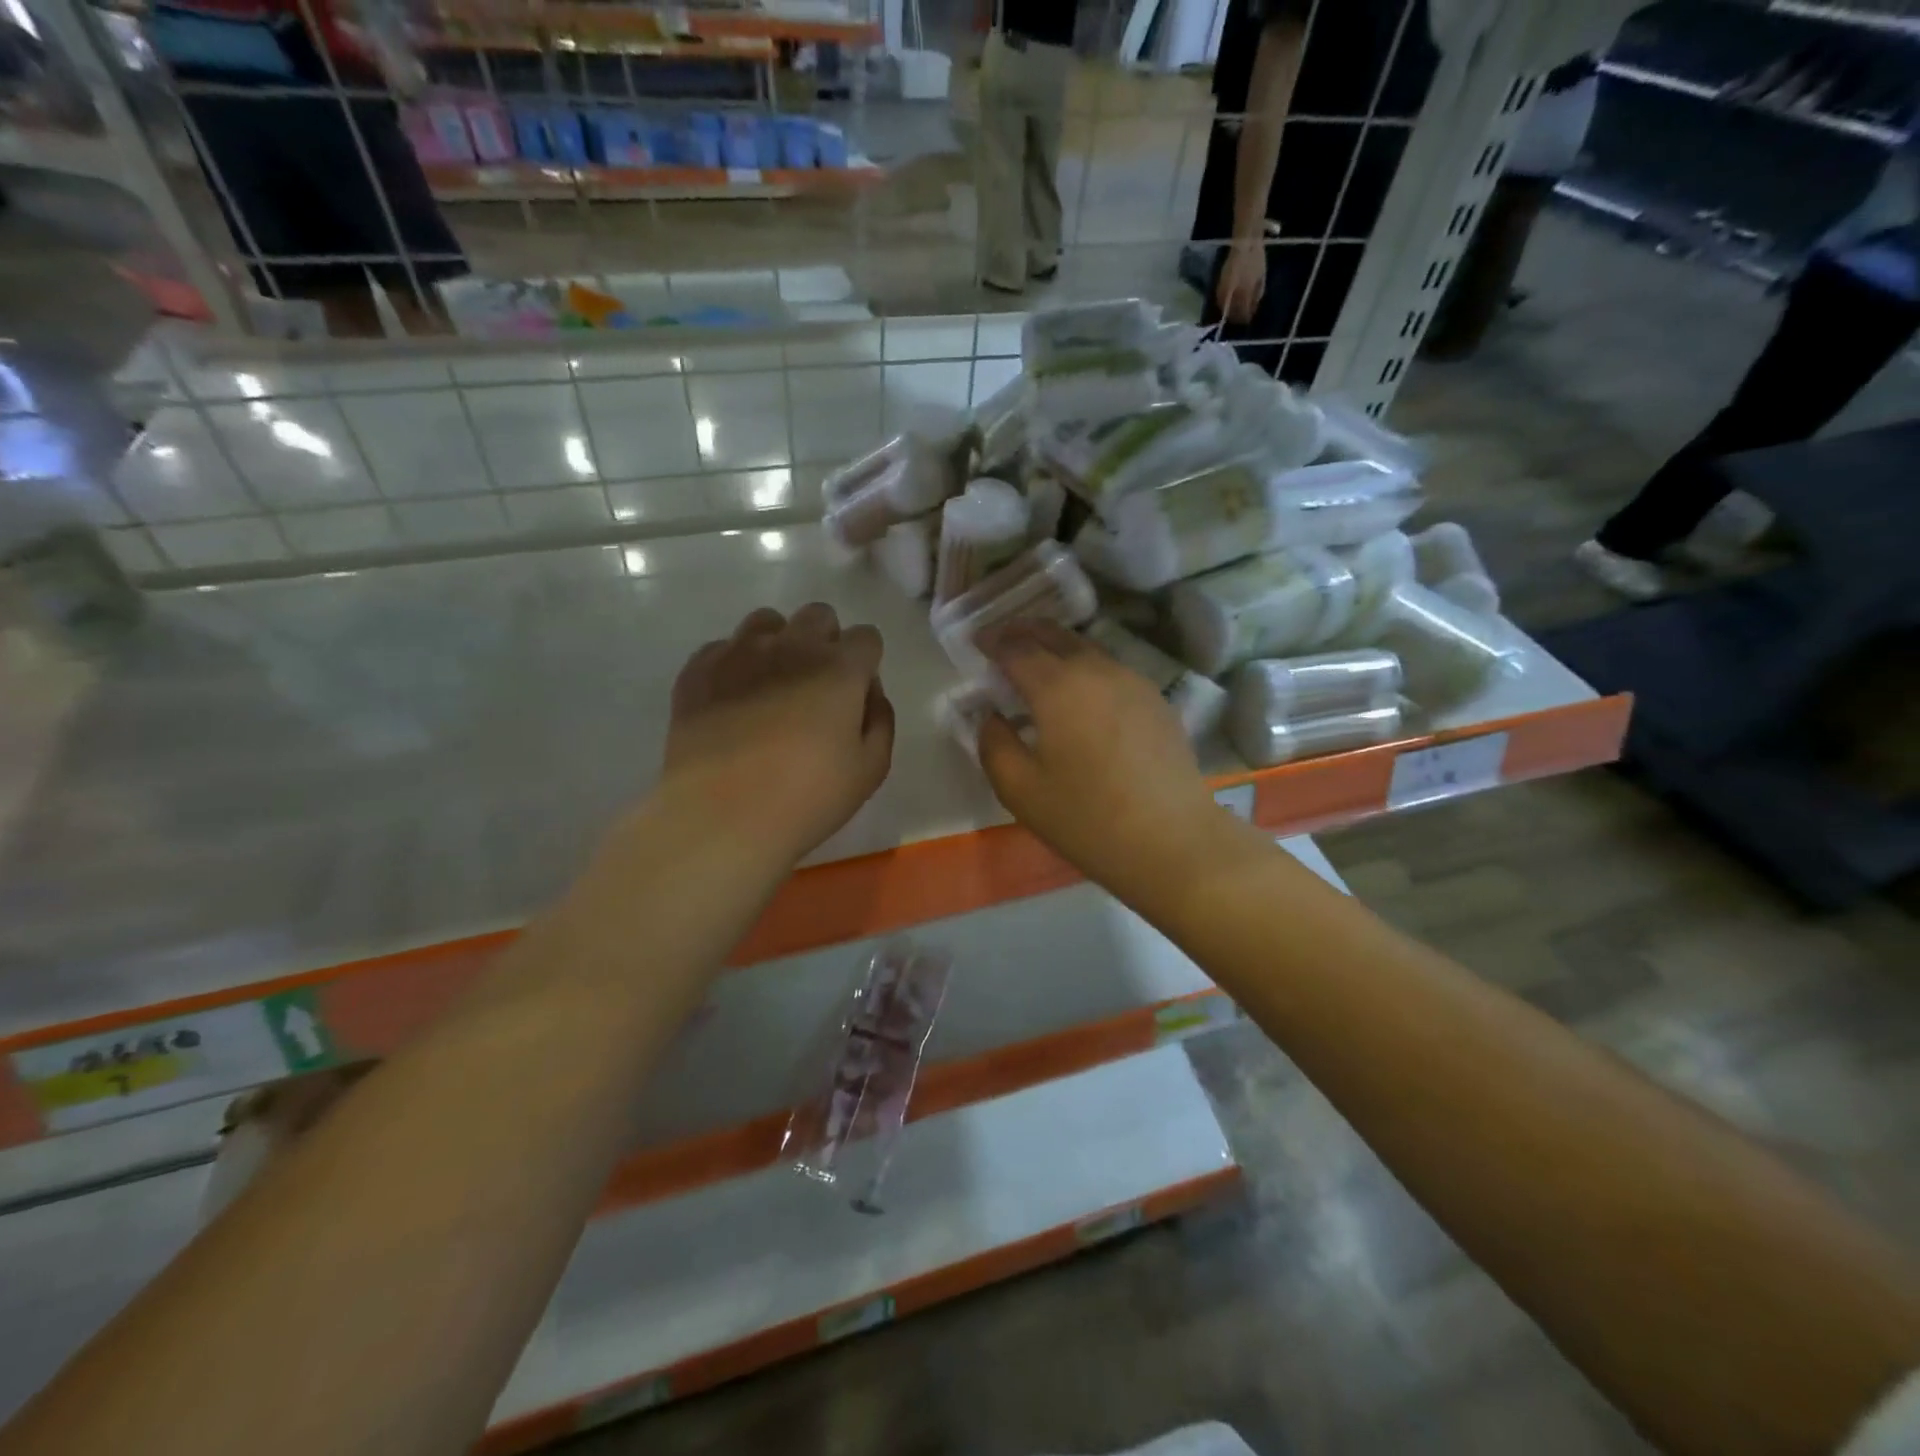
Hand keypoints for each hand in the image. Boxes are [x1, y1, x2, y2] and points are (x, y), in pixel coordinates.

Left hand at [661, 604, 894, 866]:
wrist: (722, 814)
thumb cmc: (807, 797)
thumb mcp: (871, 769)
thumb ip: (880, 719)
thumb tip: (868, 691)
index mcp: (839, 668)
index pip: (866, 637)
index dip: (866, 663)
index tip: (856, 694)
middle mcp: (792, 645)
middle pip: (818, 615)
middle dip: (826, 641)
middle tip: (817, 687)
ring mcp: (739, 652)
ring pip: (767, 621)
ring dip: (779, 642)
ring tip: (772, 685)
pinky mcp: (698, 670)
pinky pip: (723, 647)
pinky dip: (734, 664)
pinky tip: (732, 699)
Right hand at [975, 620, 1221, 895]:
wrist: (1172, 841)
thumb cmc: (1087, 818)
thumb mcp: (1020, 789)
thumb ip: (994, 743)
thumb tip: (991, 716)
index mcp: (1057, 686)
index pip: (1016, 647)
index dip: (992, 641)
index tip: (976, 642)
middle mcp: (1096, 670)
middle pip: (1055, 635)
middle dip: (1024, 632)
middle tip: (1003, 640)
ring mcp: (1132, 681)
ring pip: (1087, 649)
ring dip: (1057, 648)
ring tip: (1039, 665)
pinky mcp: (1156, 700)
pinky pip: (1111, 670)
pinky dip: (1086, 668)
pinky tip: (1081, 694)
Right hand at [1216, 239, 1266, 325]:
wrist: (1244, 244)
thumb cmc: (1256, 260)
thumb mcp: (1261, 278)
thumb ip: (1256, 295)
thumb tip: (1252, 309)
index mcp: (1245, 291)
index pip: (1243, 311)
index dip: (1245, 318)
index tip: (1247, 320)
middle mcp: (1232, 293)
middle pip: (1233, 312)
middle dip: (1237, 317)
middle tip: (1241, 319)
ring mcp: (1224, 290)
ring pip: (1224, 308)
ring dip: (1229, 312)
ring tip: (1234, 312)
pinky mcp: (1219, 285)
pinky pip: (1220, 300)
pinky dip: (1224, 304)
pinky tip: (1228, 303)